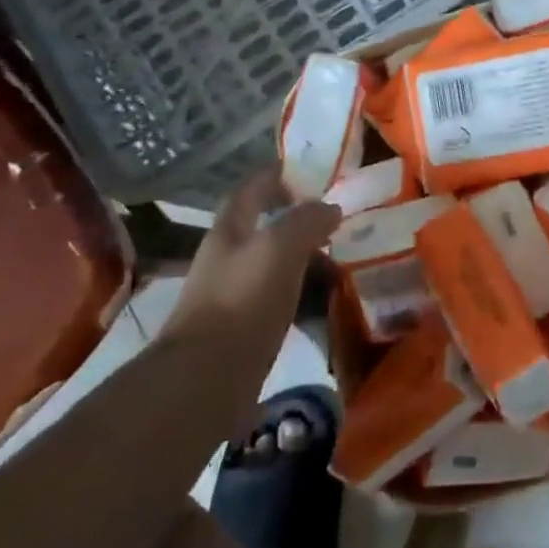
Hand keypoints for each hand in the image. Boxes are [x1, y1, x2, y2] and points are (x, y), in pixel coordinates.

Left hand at [163, 171, 340, 342]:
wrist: (207, 378)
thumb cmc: (243, 300)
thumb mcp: (280, 247)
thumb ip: (307, 220)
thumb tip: (331, 207)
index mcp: (230, 230)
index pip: (251, 189)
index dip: (277, 174)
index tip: (312, 168)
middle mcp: (228, 257)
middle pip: (263, 225)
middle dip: (296, 215)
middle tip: (337, 213)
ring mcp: (235, 293)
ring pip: (274, 261)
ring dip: (303, 253)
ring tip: (341, 251)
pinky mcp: (245, 327)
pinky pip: (280, 295)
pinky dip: (302, 288)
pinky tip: (325, 294)